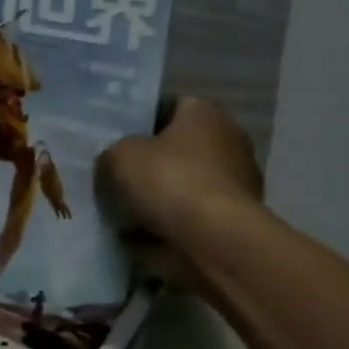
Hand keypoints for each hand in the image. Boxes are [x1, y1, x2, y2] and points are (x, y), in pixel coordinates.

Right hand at [97, 96, 263, 279]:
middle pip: (177, 150)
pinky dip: (167, 229)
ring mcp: (235, 185)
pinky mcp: (233, 222)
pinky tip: (137, 240)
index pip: (170, 107)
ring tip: (121, 215)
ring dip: (158, 200)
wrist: (215, 241)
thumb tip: (114, 164)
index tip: (116, 142)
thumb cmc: (171, 181)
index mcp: (205, 113)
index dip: (141, 123)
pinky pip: (189, 220)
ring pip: (183, 187)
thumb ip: (113, 154)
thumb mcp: (121, 156)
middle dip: (150, 165)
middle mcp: (228, 142)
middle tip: (115, 178)